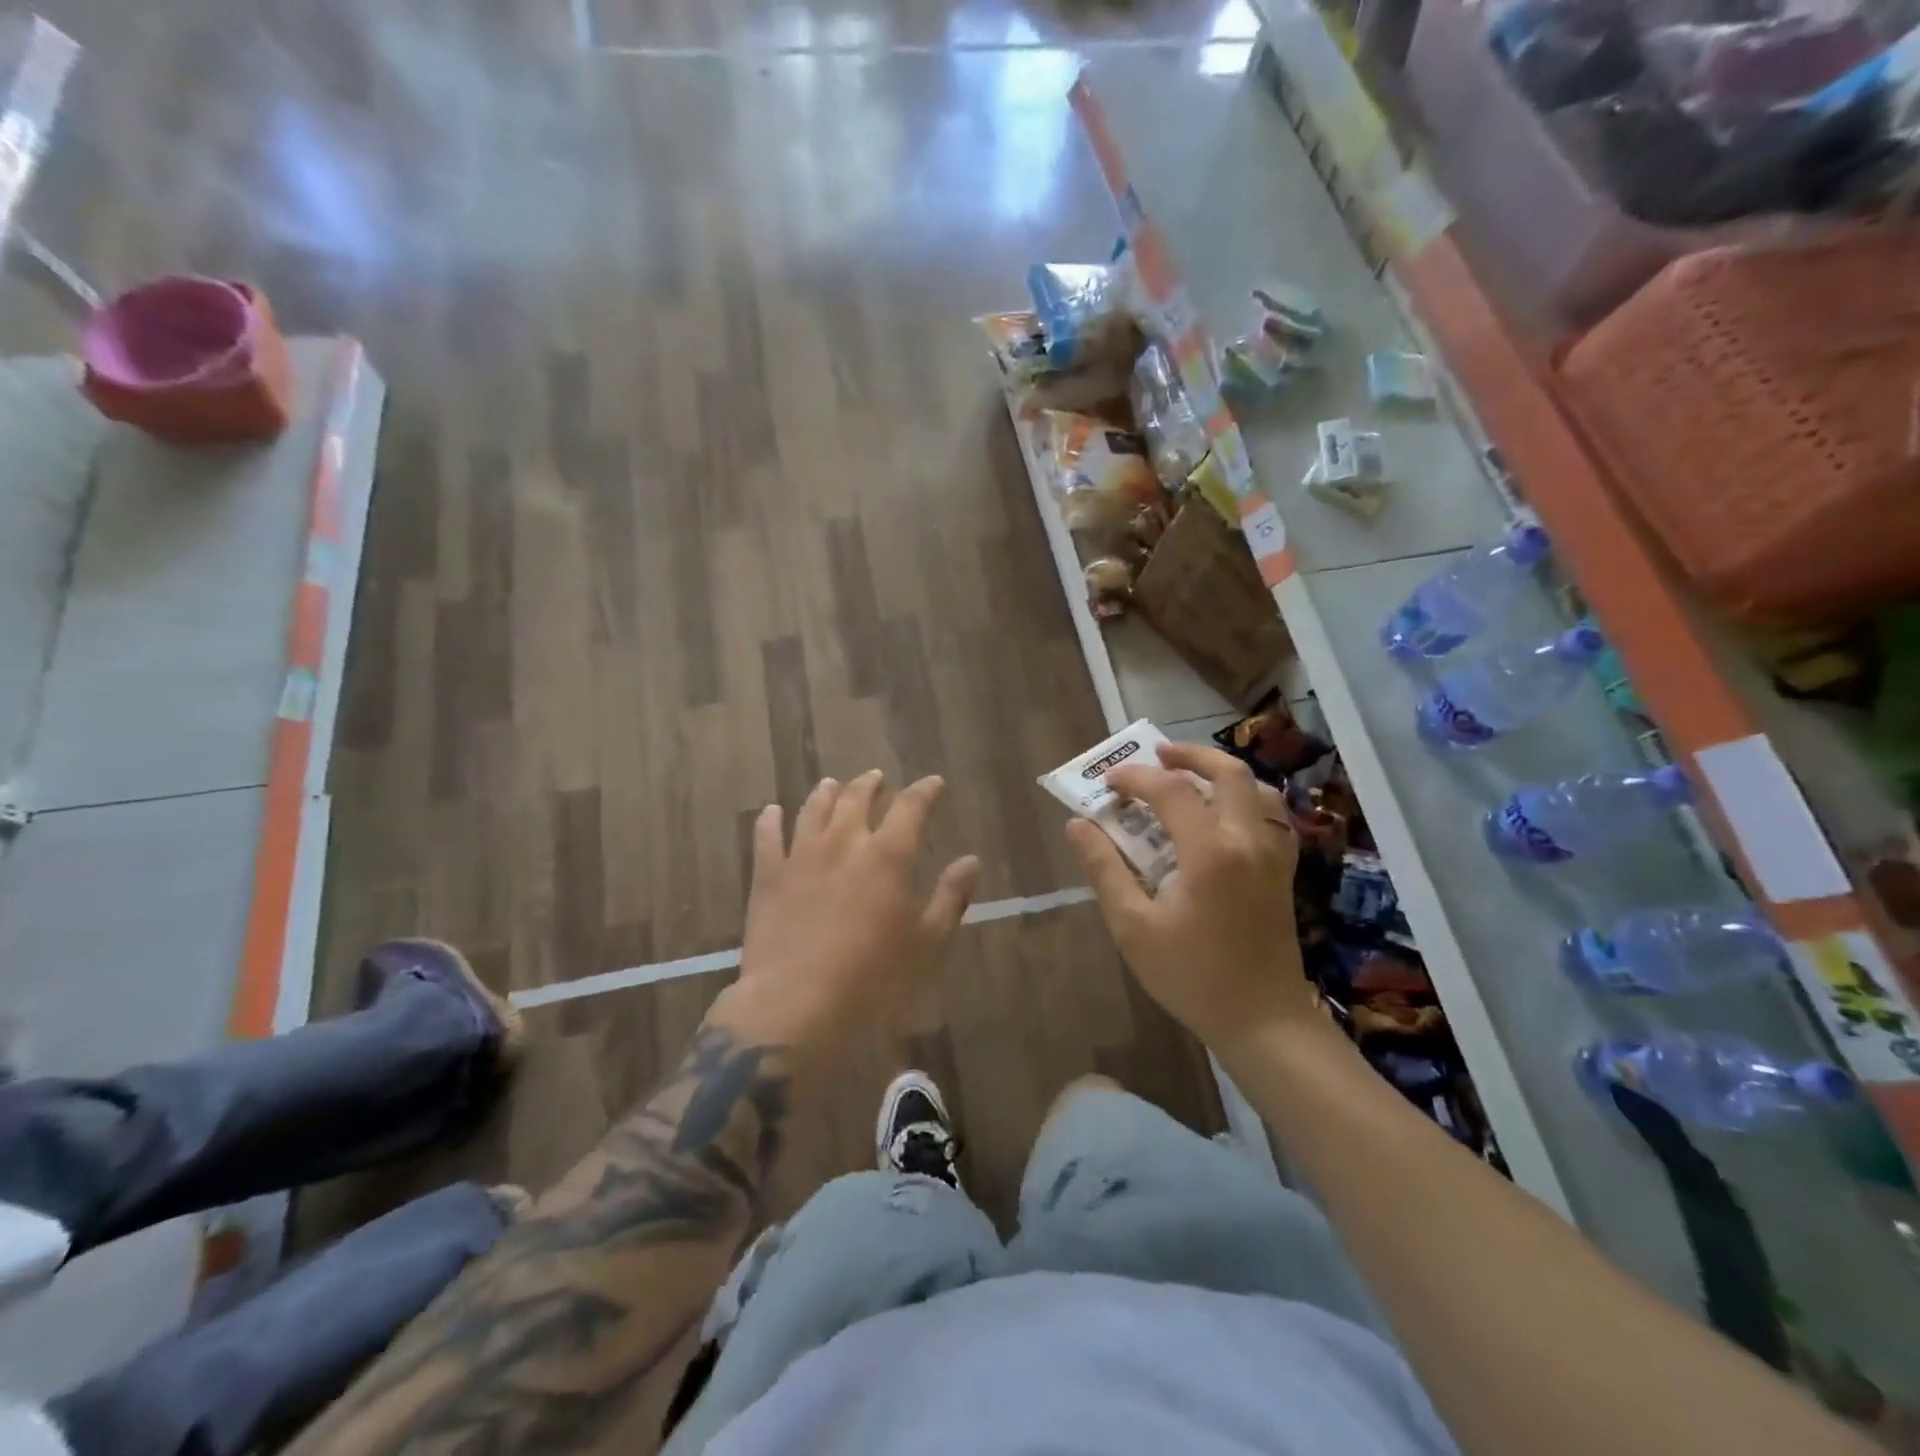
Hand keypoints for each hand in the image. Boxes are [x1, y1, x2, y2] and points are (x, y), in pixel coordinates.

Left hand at [714, 772, 980, 1053]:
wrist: (796, 1004)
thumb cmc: (874, 978)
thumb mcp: (928, 943)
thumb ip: (951, 897)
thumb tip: (971, 861)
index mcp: (888, 855)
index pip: (911, 806)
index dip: (925, 791)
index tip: (934, 783)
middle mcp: (844, 842)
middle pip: (857, 797)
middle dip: (871, 784)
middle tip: (878, 780)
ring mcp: (801, 855)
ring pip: (813, 808)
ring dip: (826, 793)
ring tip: (832, 784)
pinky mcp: (768, 876)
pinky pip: (767, 836)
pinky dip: (770, 820)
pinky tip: (772, 812)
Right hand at [1066, 742, 1317, 1051]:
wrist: (1262, 1020)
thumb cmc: (1191, 975)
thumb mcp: (1133, 926)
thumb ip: (1105, 869)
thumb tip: (1078, 825)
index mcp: (1210, 852)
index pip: (1169, 790)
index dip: (1134, 778)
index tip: (1107, 785)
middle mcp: (1247, 840)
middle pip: (1227, 771)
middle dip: (1188, 755)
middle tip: (1156, 755)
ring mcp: (1273, 853)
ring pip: (1256, 788)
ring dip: (1220, 772)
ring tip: (1188, 777)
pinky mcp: (1283, 869)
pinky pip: (1271, 814)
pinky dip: (1245, 797)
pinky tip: (1222, 814)